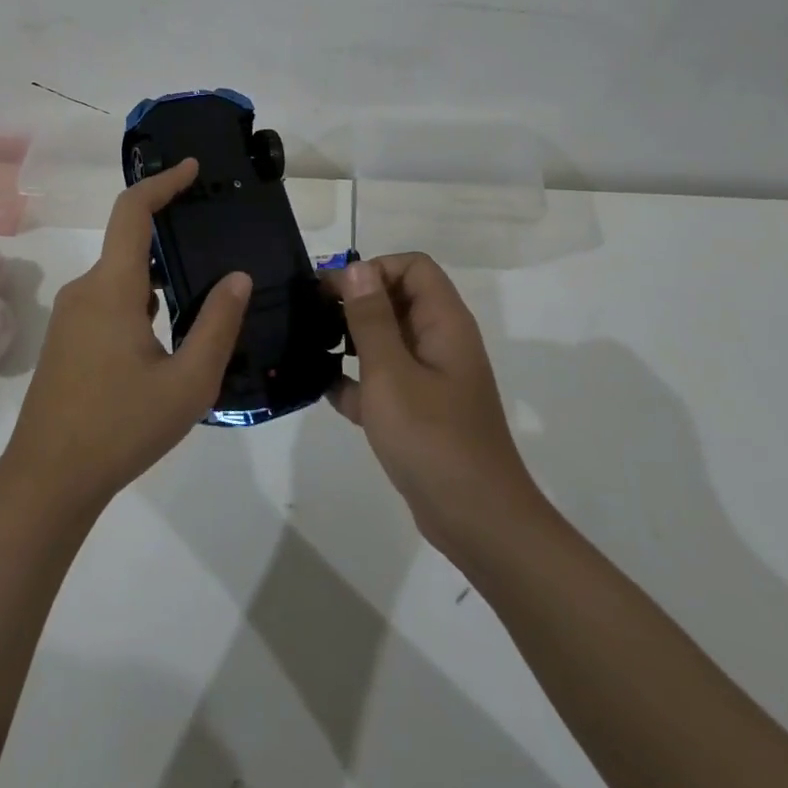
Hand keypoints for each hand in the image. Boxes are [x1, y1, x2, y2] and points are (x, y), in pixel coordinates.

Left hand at [1, 158, 250, 511]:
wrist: (48, 480)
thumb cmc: (121, 427)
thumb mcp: (188, 382)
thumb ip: (217, 324)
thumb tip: (238, 277)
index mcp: (113, 288)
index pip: (133, 212)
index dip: (162, 182)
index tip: (192, 169)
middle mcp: (87, 290)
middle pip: (131, 243)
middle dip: (171, 234)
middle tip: (217, 241)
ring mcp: (73, 316)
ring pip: (123, 277)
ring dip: (160, 275)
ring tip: (204, 290)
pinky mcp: (69, 340)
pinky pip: (110, 300)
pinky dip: (143, 299)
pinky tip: (170, 331)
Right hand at [327, 254, 541, 556]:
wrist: (476, 520)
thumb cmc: (432, 438)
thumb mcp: (391, 373)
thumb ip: (371, 319)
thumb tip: (355, 267)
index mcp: (443, 323)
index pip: (413, 267)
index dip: (373, 269)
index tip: (334, 292)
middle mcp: (440, 341)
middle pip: (397, 299)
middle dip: (355, 302)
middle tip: (311, 318)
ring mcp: (431, 377)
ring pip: (388, 340)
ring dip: (351, 339)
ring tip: (311, 348)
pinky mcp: (419, 410)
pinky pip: (384, 379)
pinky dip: (357, 380)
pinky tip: (323, 389)